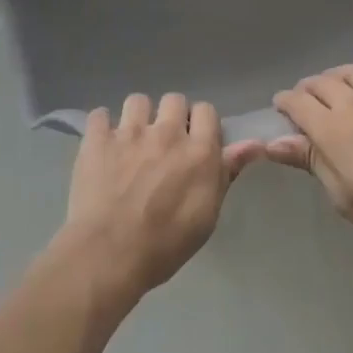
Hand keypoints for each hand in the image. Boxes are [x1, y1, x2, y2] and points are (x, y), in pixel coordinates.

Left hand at [59, 93, 244, 306]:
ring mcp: (129, 132)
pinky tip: (102, 145)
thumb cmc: (165, 245)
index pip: (206, 110)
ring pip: (137, 100)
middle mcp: (166, 132)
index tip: (194, 142)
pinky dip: (102, 126)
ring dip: (138, 117)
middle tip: (164, 143)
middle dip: (171, 116)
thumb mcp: (207, 215)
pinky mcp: (97, 138)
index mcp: (198, 150)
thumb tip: (254, 144)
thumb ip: (226, 173)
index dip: (201, 124)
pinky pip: (100, 114)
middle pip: (174, 99)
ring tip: (132, 141)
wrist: (108, 254)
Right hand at [265, 55, 352, 254]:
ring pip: (350, 72)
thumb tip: (272, 142)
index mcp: (331, 129)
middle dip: (306, 89)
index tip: (279, 110)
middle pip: (321, 82)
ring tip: (330, 85)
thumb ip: (310, 161)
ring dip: (334, 75)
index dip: (284, 103)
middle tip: (302, 103)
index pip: (297, 102)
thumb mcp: (342, 195)